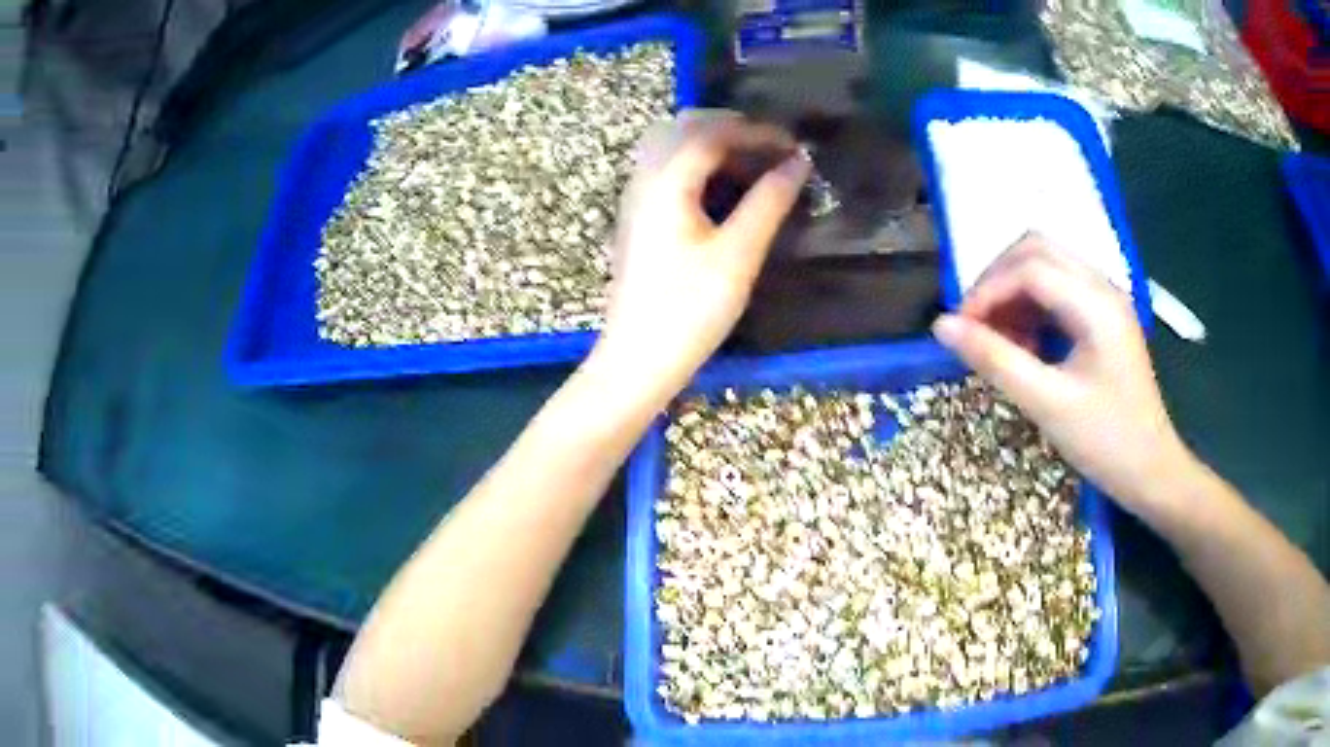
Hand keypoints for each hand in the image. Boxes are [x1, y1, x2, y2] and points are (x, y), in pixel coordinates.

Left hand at [584, 111, 811, 403]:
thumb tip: (798, 163)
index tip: (795, 146)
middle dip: (732, 127)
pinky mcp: (637, 216)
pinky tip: (724, 187)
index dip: (757, 132)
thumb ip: (769, 202)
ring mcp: (635, 196)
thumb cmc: (689, 310)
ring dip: (712, 142)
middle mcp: (644, 178)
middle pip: (684, 126)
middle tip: (773, 150)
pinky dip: (697, 161)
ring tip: (754, 165)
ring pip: (671, 144)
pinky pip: (665, 166)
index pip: (711, 132)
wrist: (637, 359)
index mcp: (666, 182)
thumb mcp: (738, 255)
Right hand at [931, 235, 1192, 511]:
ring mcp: (1106, 301)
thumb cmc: (1105, 442)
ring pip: (1047, 267)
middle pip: (1037, 251)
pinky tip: (1025, 345)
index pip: (1029, 269)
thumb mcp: (1047, 404)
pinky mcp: (1104, 318)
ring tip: (998, 340)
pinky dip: (1032, 307)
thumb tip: (941, 327)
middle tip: (975, 325)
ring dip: (1014, 292)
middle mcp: (1102, 288)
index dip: (987, 291)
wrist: (1152, 471)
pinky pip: (1059, 291)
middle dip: (998, 280)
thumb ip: (995, 360)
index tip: (960, 330)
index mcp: (1095, 304)